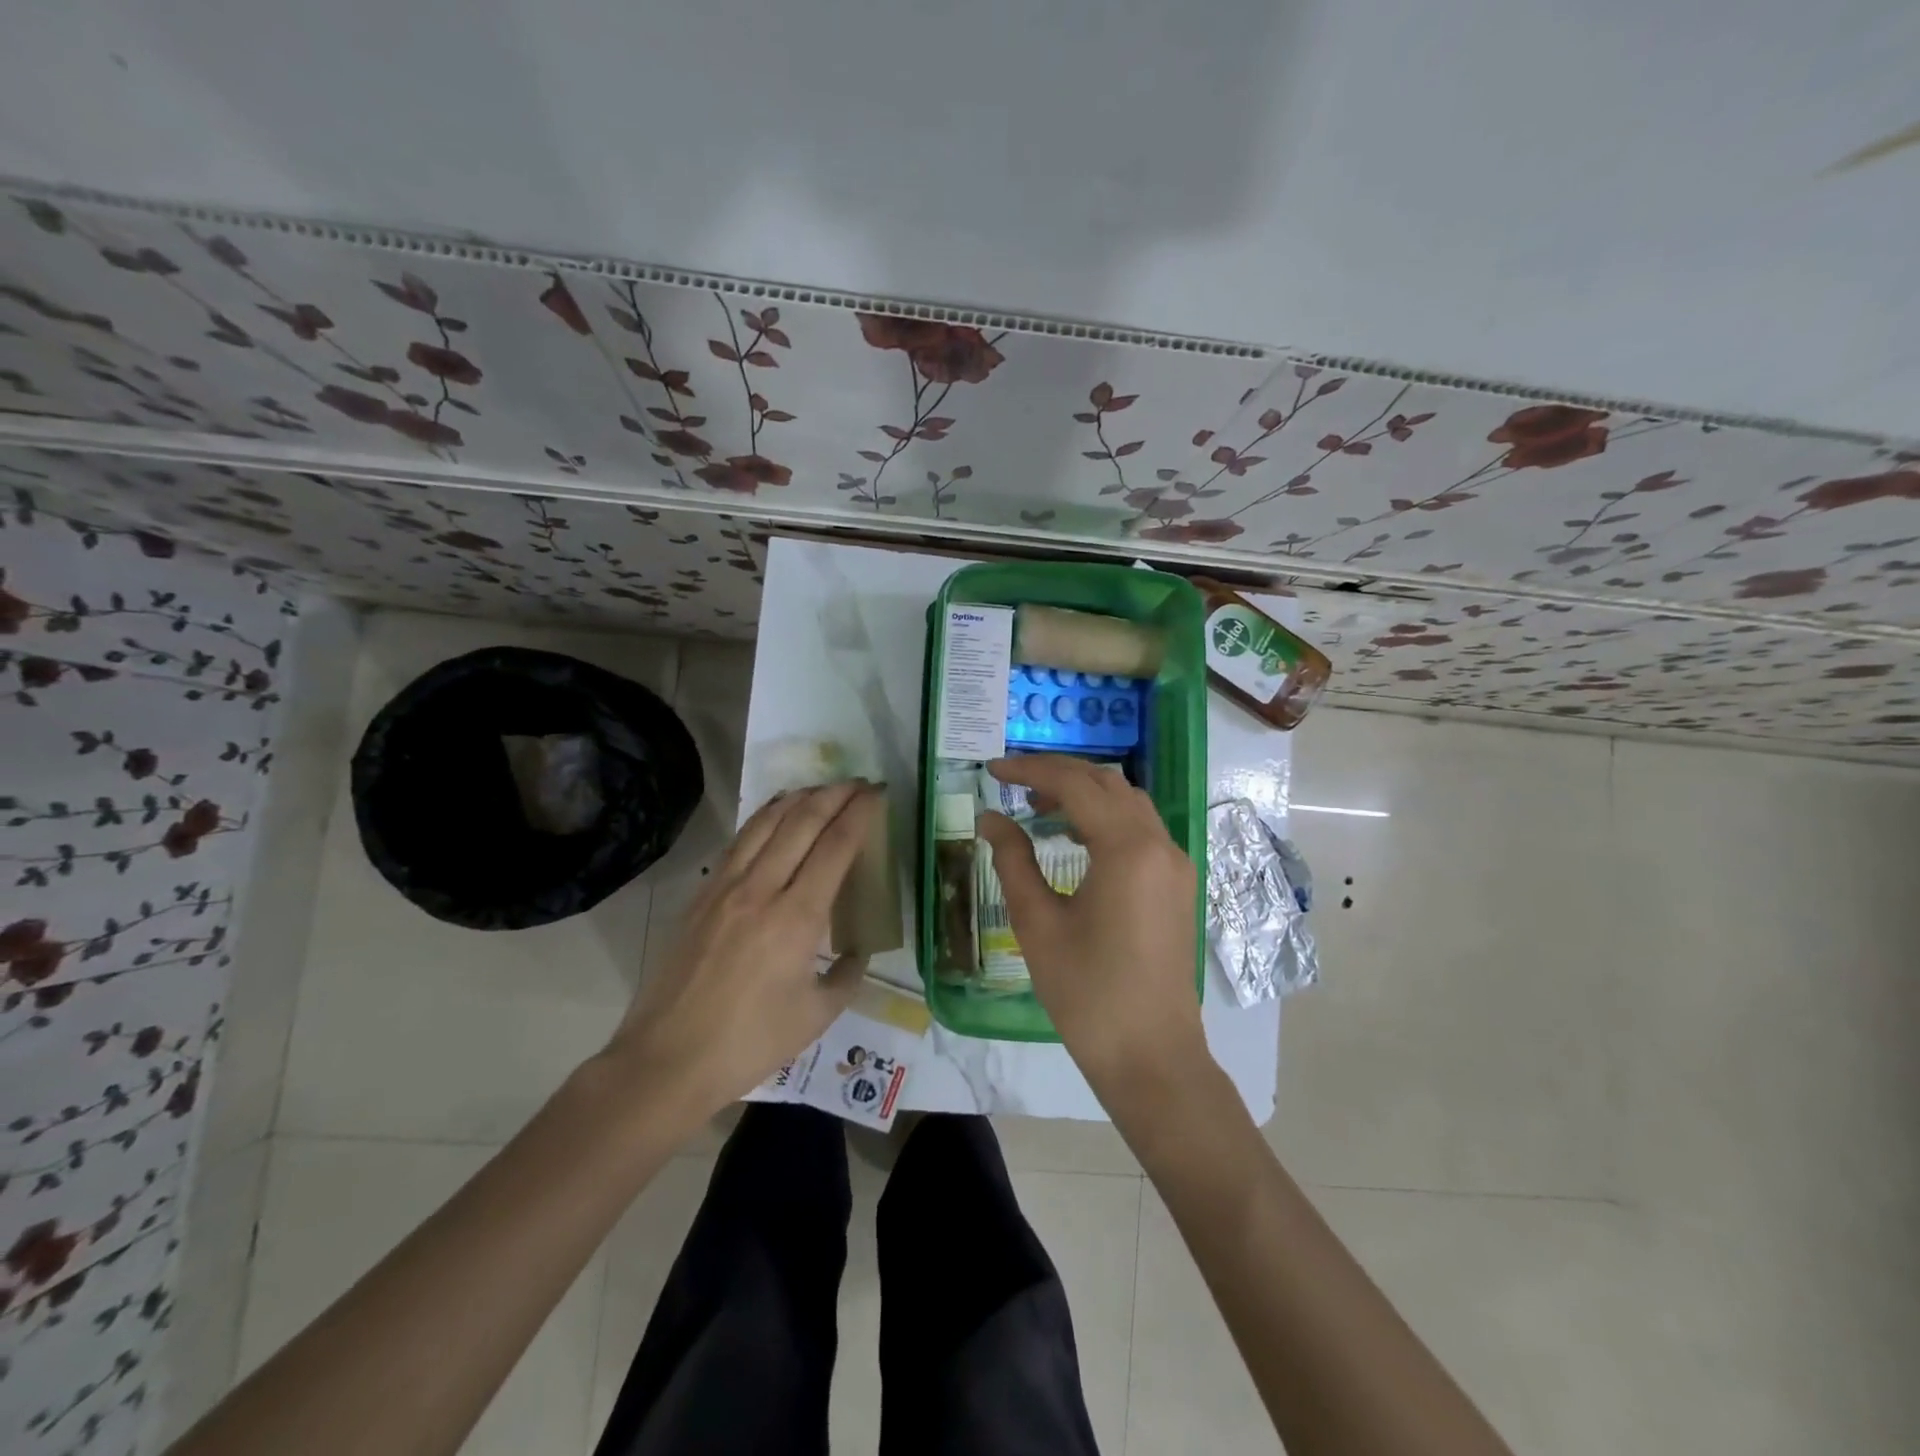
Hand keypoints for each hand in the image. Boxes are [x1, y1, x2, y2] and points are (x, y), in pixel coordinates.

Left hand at [604, 781, 881, 1118]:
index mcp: (797, 918)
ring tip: (820, 788)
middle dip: (834, 795)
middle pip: (802, 822)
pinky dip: (763, 819)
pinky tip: (773, 817)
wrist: (667, 1059)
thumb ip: (847, 976)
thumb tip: (858, 952)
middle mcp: (761, 889)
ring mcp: (726, 888)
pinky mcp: (701, 896)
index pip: (836, 847)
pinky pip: (739, 843)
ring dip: (797, 799)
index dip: (860, 814)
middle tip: (858, 783)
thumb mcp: (816, 1016)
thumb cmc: (749, 1043)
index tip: (877, 794)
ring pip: (765, 823)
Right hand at [976, 755, 1206, 1092]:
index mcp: (1127, 848)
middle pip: (1107, 783)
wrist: (1150, 1055)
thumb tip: (991, 818)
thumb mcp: (1038, 923)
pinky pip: (1141, 829)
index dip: (1030, 770)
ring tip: (1038, 809)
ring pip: (1128, 802)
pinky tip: (1074, 839)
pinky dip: (1105, 818)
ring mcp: (1175, 863)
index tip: (993, 769)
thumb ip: (1012, 860)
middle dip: (1058, 774)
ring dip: (1084, 794)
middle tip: (1013, 782)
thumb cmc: (1086, 992)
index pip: (1075, 784)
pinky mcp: (1177, 884)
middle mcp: (1160, 844)